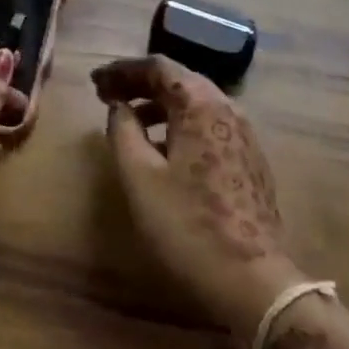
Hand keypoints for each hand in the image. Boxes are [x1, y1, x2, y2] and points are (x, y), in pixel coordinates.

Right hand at [96, 55, 302, 339]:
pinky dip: (180, 125)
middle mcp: (227, 109)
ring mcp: (244, 135)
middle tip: (108, 96)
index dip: (122, 70)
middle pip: (179, 80)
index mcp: (200, 105)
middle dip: (140, 84)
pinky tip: (164, 149)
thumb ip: (123, 131)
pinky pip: (209, 126)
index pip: (158, 67)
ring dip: (160, 105)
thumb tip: (119, 107)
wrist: (252, 281)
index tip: (95, 83)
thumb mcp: (139, 176)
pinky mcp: (250, 160)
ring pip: (196, 104)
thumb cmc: (187, 224)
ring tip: (130, 121)